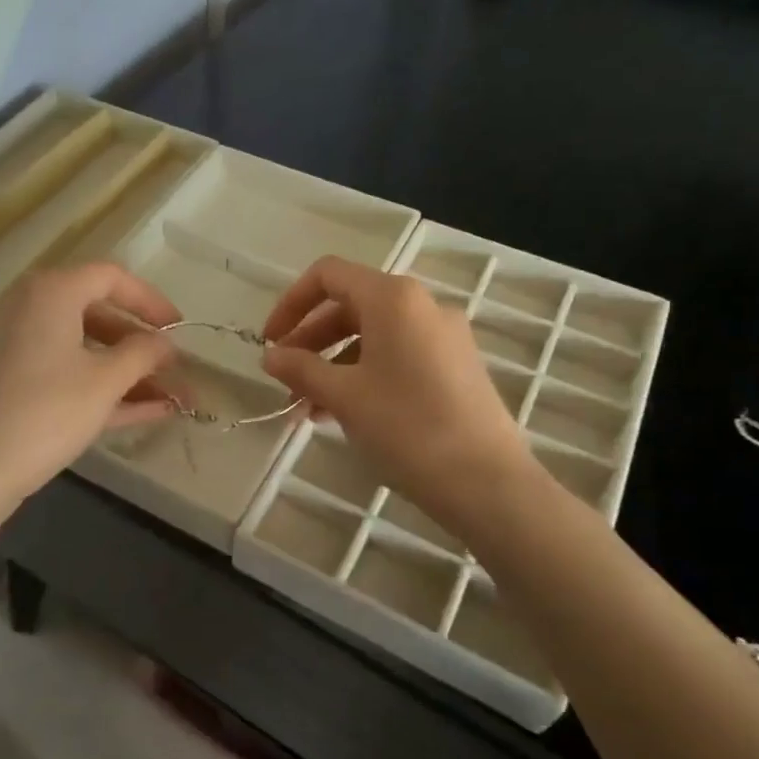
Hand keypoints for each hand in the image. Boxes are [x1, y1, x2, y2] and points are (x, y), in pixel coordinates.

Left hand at [0, 263, 181, 511]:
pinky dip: (96, 386)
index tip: (179, 328)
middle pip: (96, 313)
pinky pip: (61, 371)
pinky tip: (140, 413)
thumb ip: (143, 354)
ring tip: (167, 399)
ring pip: (81, 348)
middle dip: (140, 345)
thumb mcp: (104, 382)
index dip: (151, 301)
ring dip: (124, 371)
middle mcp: (27, 306)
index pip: (111, 277)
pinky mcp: (6, 379)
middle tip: (172, 369)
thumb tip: (165, 344)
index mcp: (51, 291)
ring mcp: (13, 344)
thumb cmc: (45, 412)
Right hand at [261, 257, 534, 530]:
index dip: (290, 303)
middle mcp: (422, 305)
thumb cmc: (407, 428)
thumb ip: (301, 369)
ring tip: (307, 410)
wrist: (488, 483)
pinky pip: (397, 356)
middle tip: (285, 381)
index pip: (328, 275)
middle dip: (310, 342)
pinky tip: (344, 414)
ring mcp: (444, 336)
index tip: (270, 342)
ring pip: (373, 336)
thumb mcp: (344, 397)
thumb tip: (271, 356)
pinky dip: (364, 375)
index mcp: (393, 298)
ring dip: (333, 365)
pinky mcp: (456, 367)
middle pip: (350, 306)